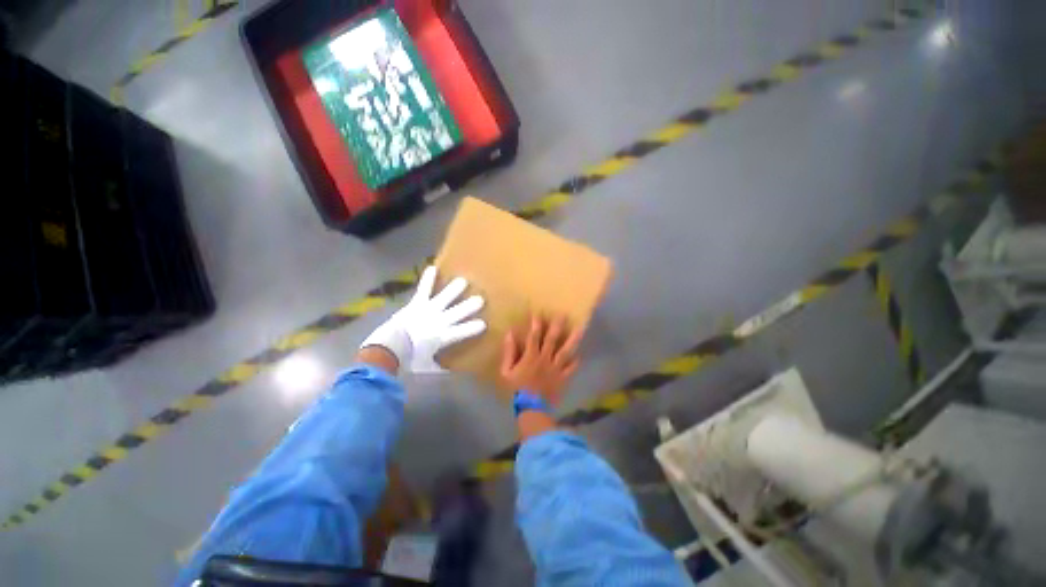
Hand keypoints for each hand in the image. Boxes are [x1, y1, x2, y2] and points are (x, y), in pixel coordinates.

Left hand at [361, 266, 485, 372]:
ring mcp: (429, 310)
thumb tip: (447, 367)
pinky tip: (432, 267)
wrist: (388, 347)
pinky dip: (428, 279)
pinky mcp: (417, 303)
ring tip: (463, 281)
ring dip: (454, 289)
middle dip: (470, 305)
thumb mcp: (426, 365)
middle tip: (480, 299)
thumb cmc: (408, 359)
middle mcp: (440, 321)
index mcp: (443, 337)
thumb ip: (438, 365)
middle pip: (458, 312)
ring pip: (445, 298)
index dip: (473, 327)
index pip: (462, 331)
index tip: (484, 324)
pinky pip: (424, 289)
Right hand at [501, 314, 581, 406]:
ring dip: (573, 339)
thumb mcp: (506, 372)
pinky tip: (580, 355)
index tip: (539, 312)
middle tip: (564, 314)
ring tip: (580, 329)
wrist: (531, 409)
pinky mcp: (563, 378)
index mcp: (531, 356)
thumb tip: (510, 334)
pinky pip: (571, 368)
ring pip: (566, 351)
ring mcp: (556, 368)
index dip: (536, 323)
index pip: (534, 335)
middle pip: (552, 339)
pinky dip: (576, 362)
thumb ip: (509, 352)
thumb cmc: (516, 390)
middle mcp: (545, 358)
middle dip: (557, 325)